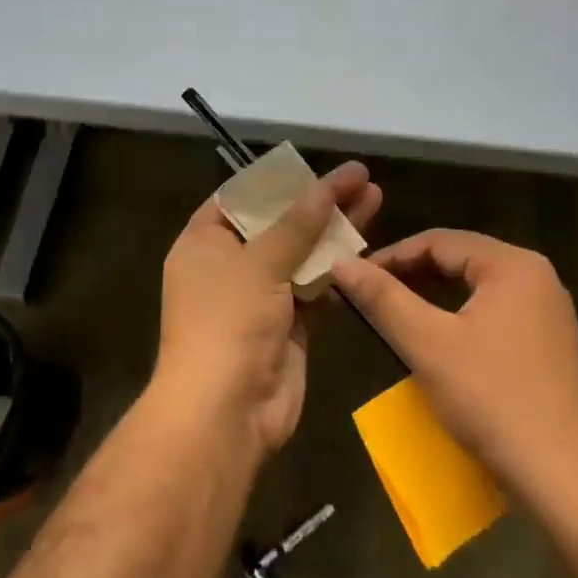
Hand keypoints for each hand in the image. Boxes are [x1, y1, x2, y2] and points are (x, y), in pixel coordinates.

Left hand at [154, 162, 381, 456]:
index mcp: (203, 244)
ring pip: (301, 256)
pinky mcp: (288, 326)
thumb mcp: (258, 263)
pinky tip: (368, 249)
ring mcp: (259, 298)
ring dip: (334, 233)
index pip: (239, 199)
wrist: (226, 411)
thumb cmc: (227, 323)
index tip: (314, 166)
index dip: (276, 181)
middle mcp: (229, 267)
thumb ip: (296, 224)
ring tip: (374, 200)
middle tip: (360, 179)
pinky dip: (338, 272)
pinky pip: (315, 290)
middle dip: (317, 203)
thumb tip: (325, 185)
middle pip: (277, 225)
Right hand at [331, 230, 577, 495]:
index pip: (440, 241)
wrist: (565, 474)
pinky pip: (493, 315)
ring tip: (392, 314)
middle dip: (411, 274)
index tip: (353, 277)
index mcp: (513, 266)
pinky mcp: (547, 346)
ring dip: (432, 297)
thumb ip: (383, 298)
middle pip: (460, 260)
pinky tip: (435, 342)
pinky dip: (457, 319)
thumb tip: (340, 263)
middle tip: (368, 294)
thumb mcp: (427, 344)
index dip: (391, 255)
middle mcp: (537, 278)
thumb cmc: (492, 399)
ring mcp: (547, 313)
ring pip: (476, 289)